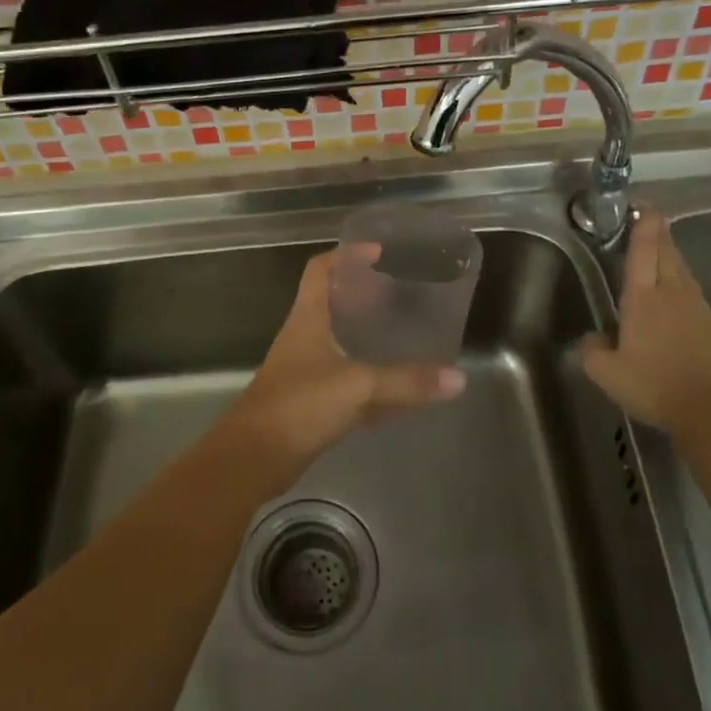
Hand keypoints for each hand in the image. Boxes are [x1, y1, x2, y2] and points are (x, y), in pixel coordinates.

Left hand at [226, 248, 466, 466]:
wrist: (253, 458)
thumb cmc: (299, 405)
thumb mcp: (358, 386)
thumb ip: (406, 381)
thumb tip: (457, 379)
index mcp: (308, 318)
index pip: (320, 270)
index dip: (347, 255)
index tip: (380, 253)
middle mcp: (304, 337)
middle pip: (332, 302)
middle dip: (364, 294)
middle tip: (402, 292)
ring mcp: (305, 369)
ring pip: (339, 341)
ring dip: (366, 335)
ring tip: (403, 331)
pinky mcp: (310, 401)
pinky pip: (345, 379)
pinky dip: (368, 379)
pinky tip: (395, 388)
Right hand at [578, 206, 710, 428]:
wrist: (708, 408)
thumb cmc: (652, 384)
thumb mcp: (606, 373)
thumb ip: (592, 351)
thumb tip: (592, 339)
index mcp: (643, 298)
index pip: (643, 250)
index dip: (643, 225)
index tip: (641, 206)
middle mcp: (671, 293)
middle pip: (666, 251)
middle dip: (657, 231)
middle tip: (647, 217)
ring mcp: (695, 306)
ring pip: (682, 268)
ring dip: (670, 253)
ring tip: (658, 249)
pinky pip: (692, 290)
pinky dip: (680, 280)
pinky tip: (675, 291)